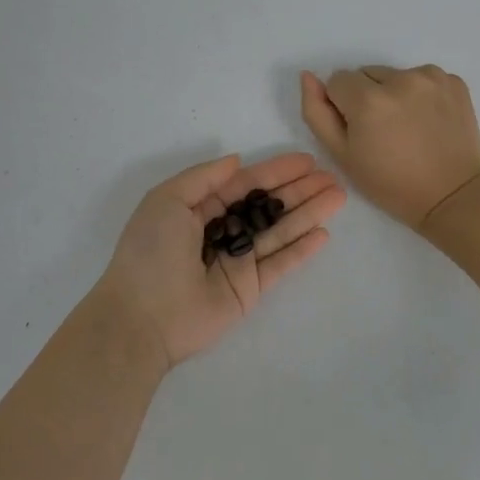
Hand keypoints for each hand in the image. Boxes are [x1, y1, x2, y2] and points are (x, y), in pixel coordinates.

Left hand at [95, 152, 346, 370]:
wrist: (142, 318)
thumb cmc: (150, 252)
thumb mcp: (167, 200)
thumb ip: (204, 178)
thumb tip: (237, 161)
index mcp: (198, 209)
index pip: (244, 185)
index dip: (275, 172)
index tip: (306, 161)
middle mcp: (220, 232)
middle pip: (267, 206)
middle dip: (298, 190)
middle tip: (331, 177)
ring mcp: (236, 262)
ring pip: (278, 232)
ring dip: (307, 214)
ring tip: (337, 197)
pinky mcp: (248, 290)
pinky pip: (279, 265)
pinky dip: (301, 250)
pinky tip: (323, 234)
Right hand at [300, 65, 479, 230]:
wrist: (452, 196)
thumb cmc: (390, 183)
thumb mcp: (342, 155)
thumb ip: (316, 112)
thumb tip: (308, 76)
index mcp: (368, 99)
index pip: (337, 81)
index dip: (342, 106)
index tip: (359, 131)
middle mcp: (400, 79)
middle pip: (366, 74)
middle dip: (368, 96)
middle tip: (383, 131)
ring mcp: (431, 77)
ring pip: (395, 75)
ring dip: (394, 93)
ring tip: (407, 127)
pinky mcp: (454, 81)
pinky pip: (423, 77)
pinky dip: (421, 93)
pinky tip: (428, 121)